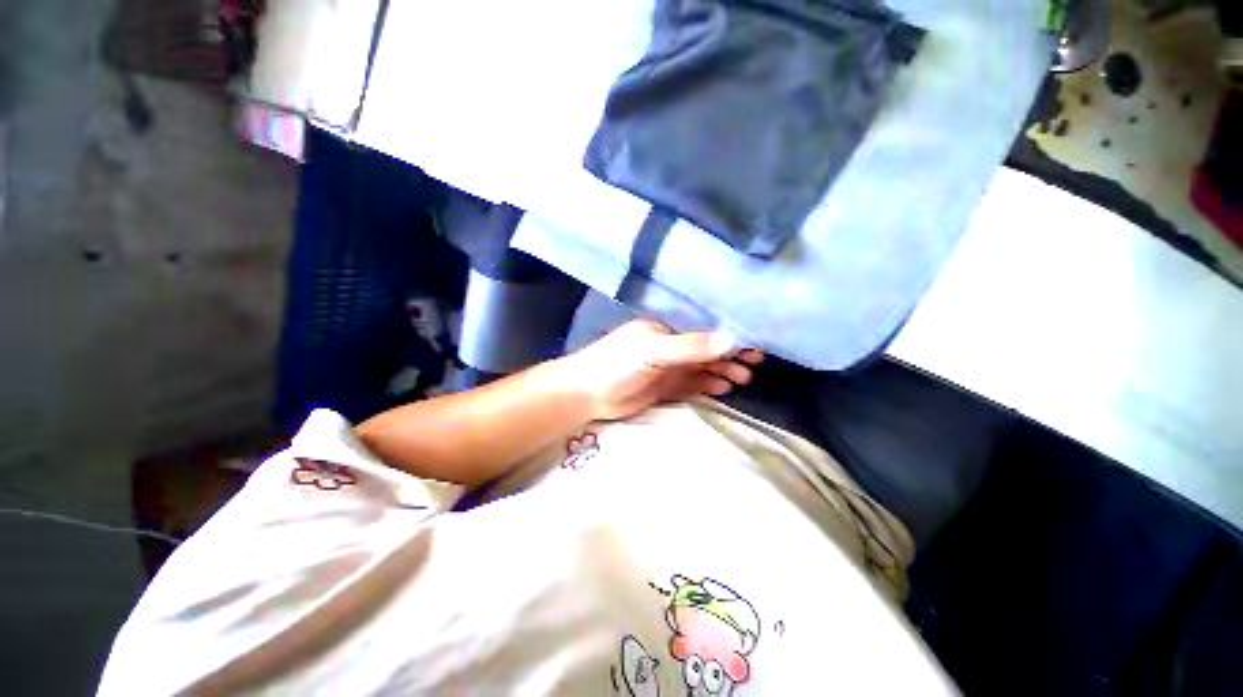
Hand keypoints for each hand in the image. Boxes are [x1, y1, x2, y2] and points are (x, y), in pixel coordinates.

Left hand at [559, 319, 763, 420]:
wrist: (587, 393)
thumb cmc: (618, 364)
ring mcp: (666, 368)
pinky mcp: (663, 388)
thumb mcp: (655, 351)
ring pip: (701, 368)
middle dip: (729, 356)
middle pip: (705, 350)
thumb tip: (733, 339)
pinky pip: (691, 385)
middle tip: (755, 365)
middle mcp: (669, 346)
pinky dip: (707, 385)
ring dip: (722, 372)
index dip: (728, 337)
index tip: (754, 345)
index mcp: (666, 330)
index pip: (704, 331)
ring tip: (743, 379)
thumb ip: (691, 347)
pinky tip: (723, 388)